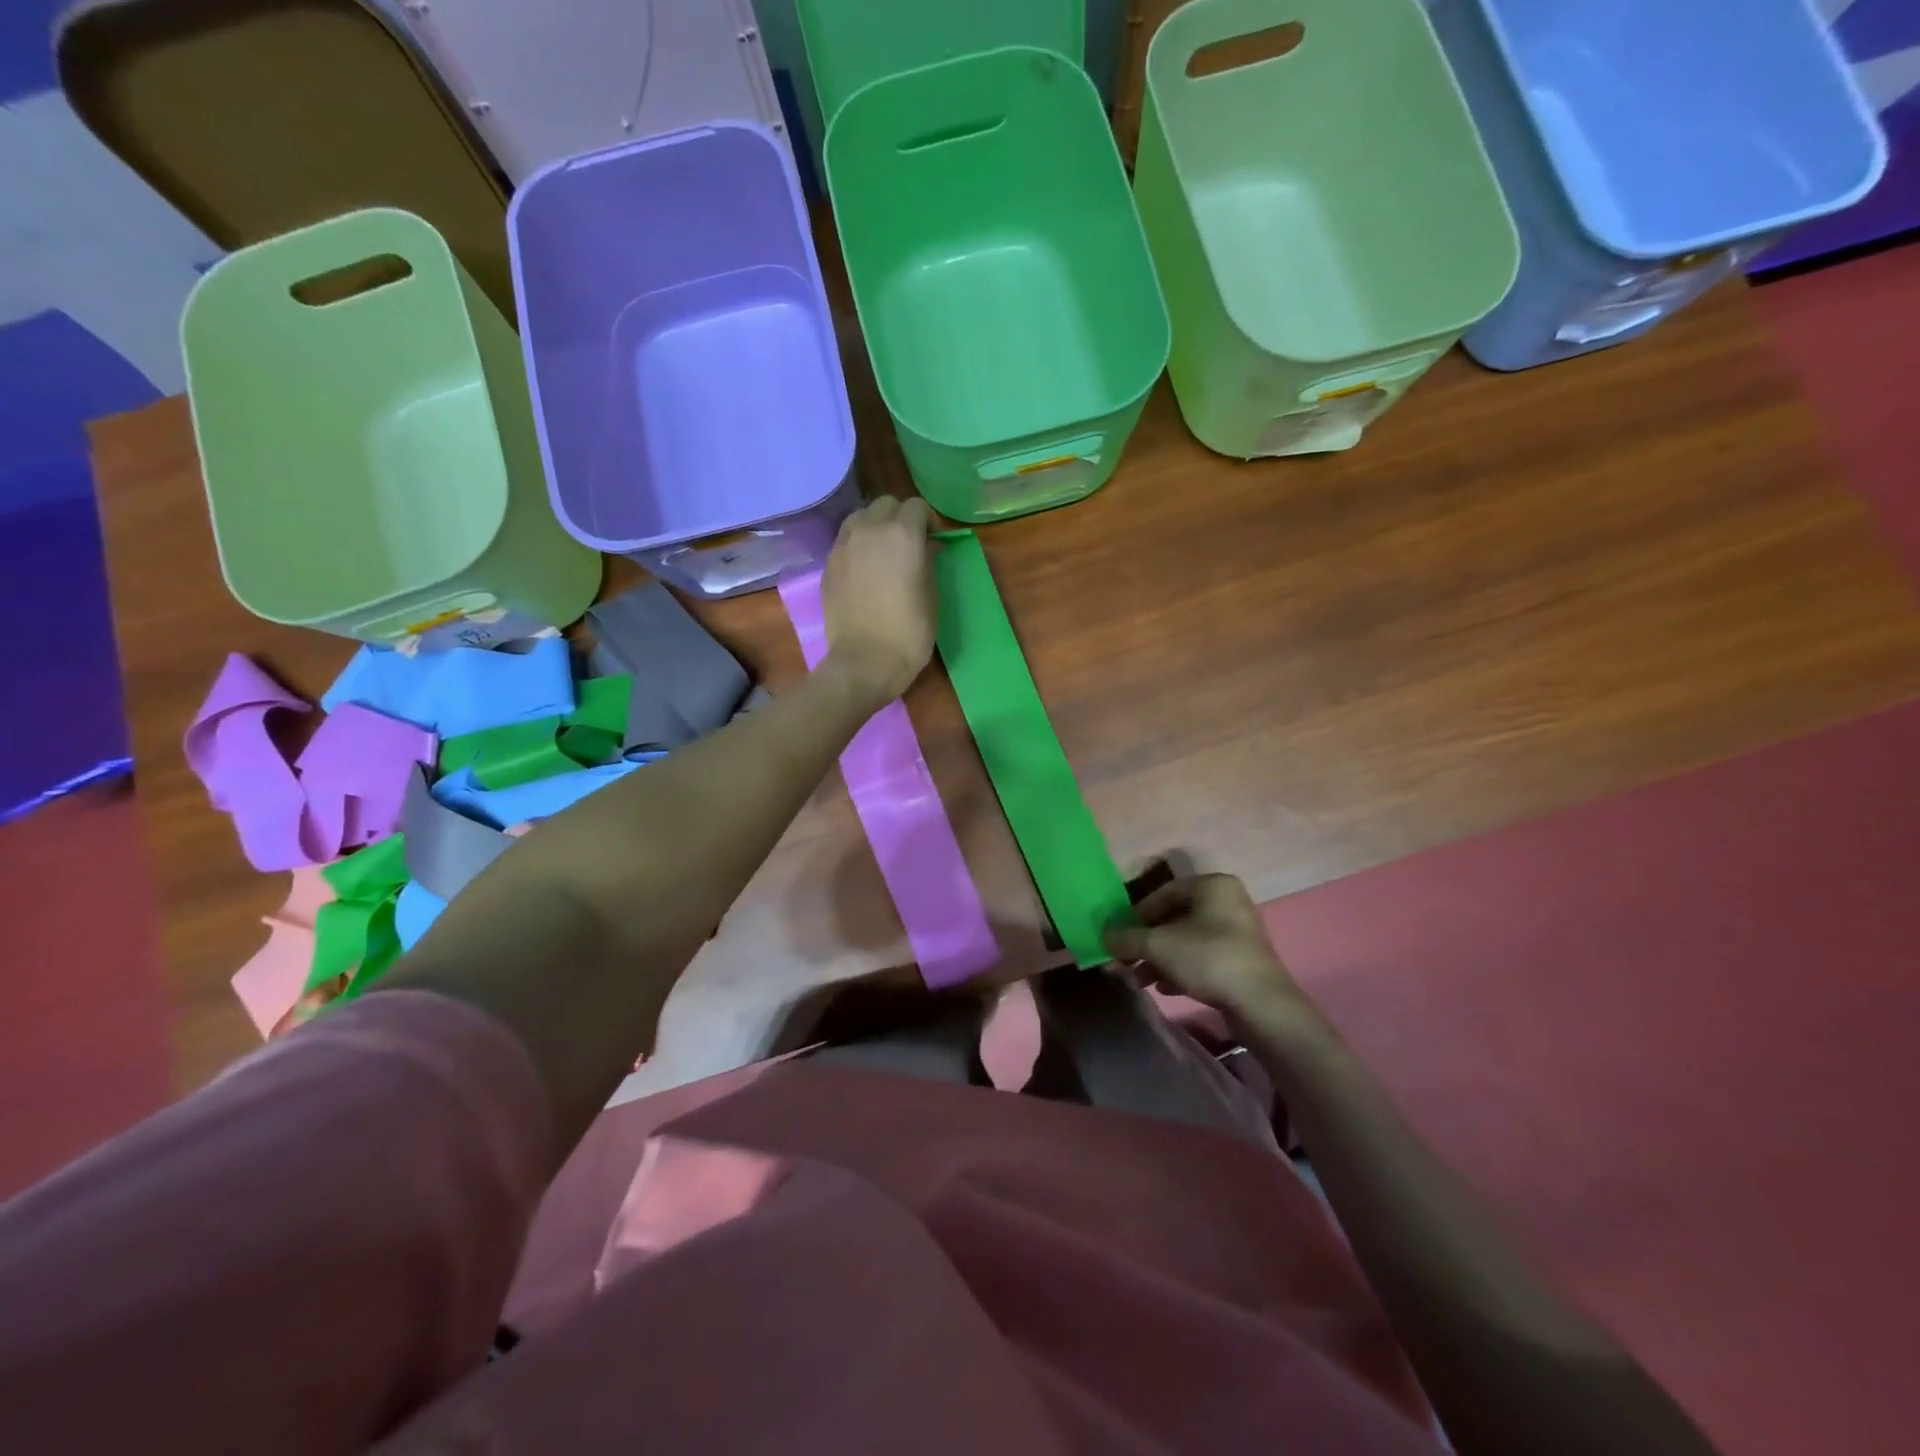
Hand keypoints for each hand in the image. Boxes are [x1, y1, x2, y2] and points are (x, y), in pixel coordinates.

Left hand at [823, 496, 936, 706]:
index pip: (917, 507)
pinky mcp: (829, 565)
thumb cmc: (908, 632)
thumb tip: (926, 547)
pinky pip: (846, 541)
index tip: (935, 539)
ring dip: (876, 525)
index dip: (929, 520)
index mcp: (902, 534)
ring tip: (885, 550)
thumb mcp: (932, 595)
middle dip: (901, 516)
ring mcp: (844, 546)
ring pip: (860, 517)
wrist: (864, 662)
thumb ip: (928, 562)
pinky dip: (858, 544)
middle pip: (886, 504)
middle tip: (911, 541)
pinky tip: (866, 568)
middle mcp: (869, 530)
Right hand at [1105, 874, 1317, 1035]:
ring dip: (1159, 959)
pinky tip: (1165, 988)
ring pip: (1187, 940)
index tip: (1120, 936)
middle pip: (1174, 918)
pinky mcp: (1242, 960)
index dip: (1136, 914)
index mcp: (1212, 885)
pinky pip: (1203, 957)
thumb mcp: (1157, 946)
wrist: (1261, 1005)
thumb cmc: (1208, 959)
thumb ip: (1126, 938)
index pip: (1163, 893)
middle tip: (1126, 961)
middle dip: (1147, 942)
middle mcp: (1227, 902)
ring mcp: (1238, 932)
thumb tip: (1104, 935)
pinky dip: (1181, 969)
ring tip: (1140, 980)